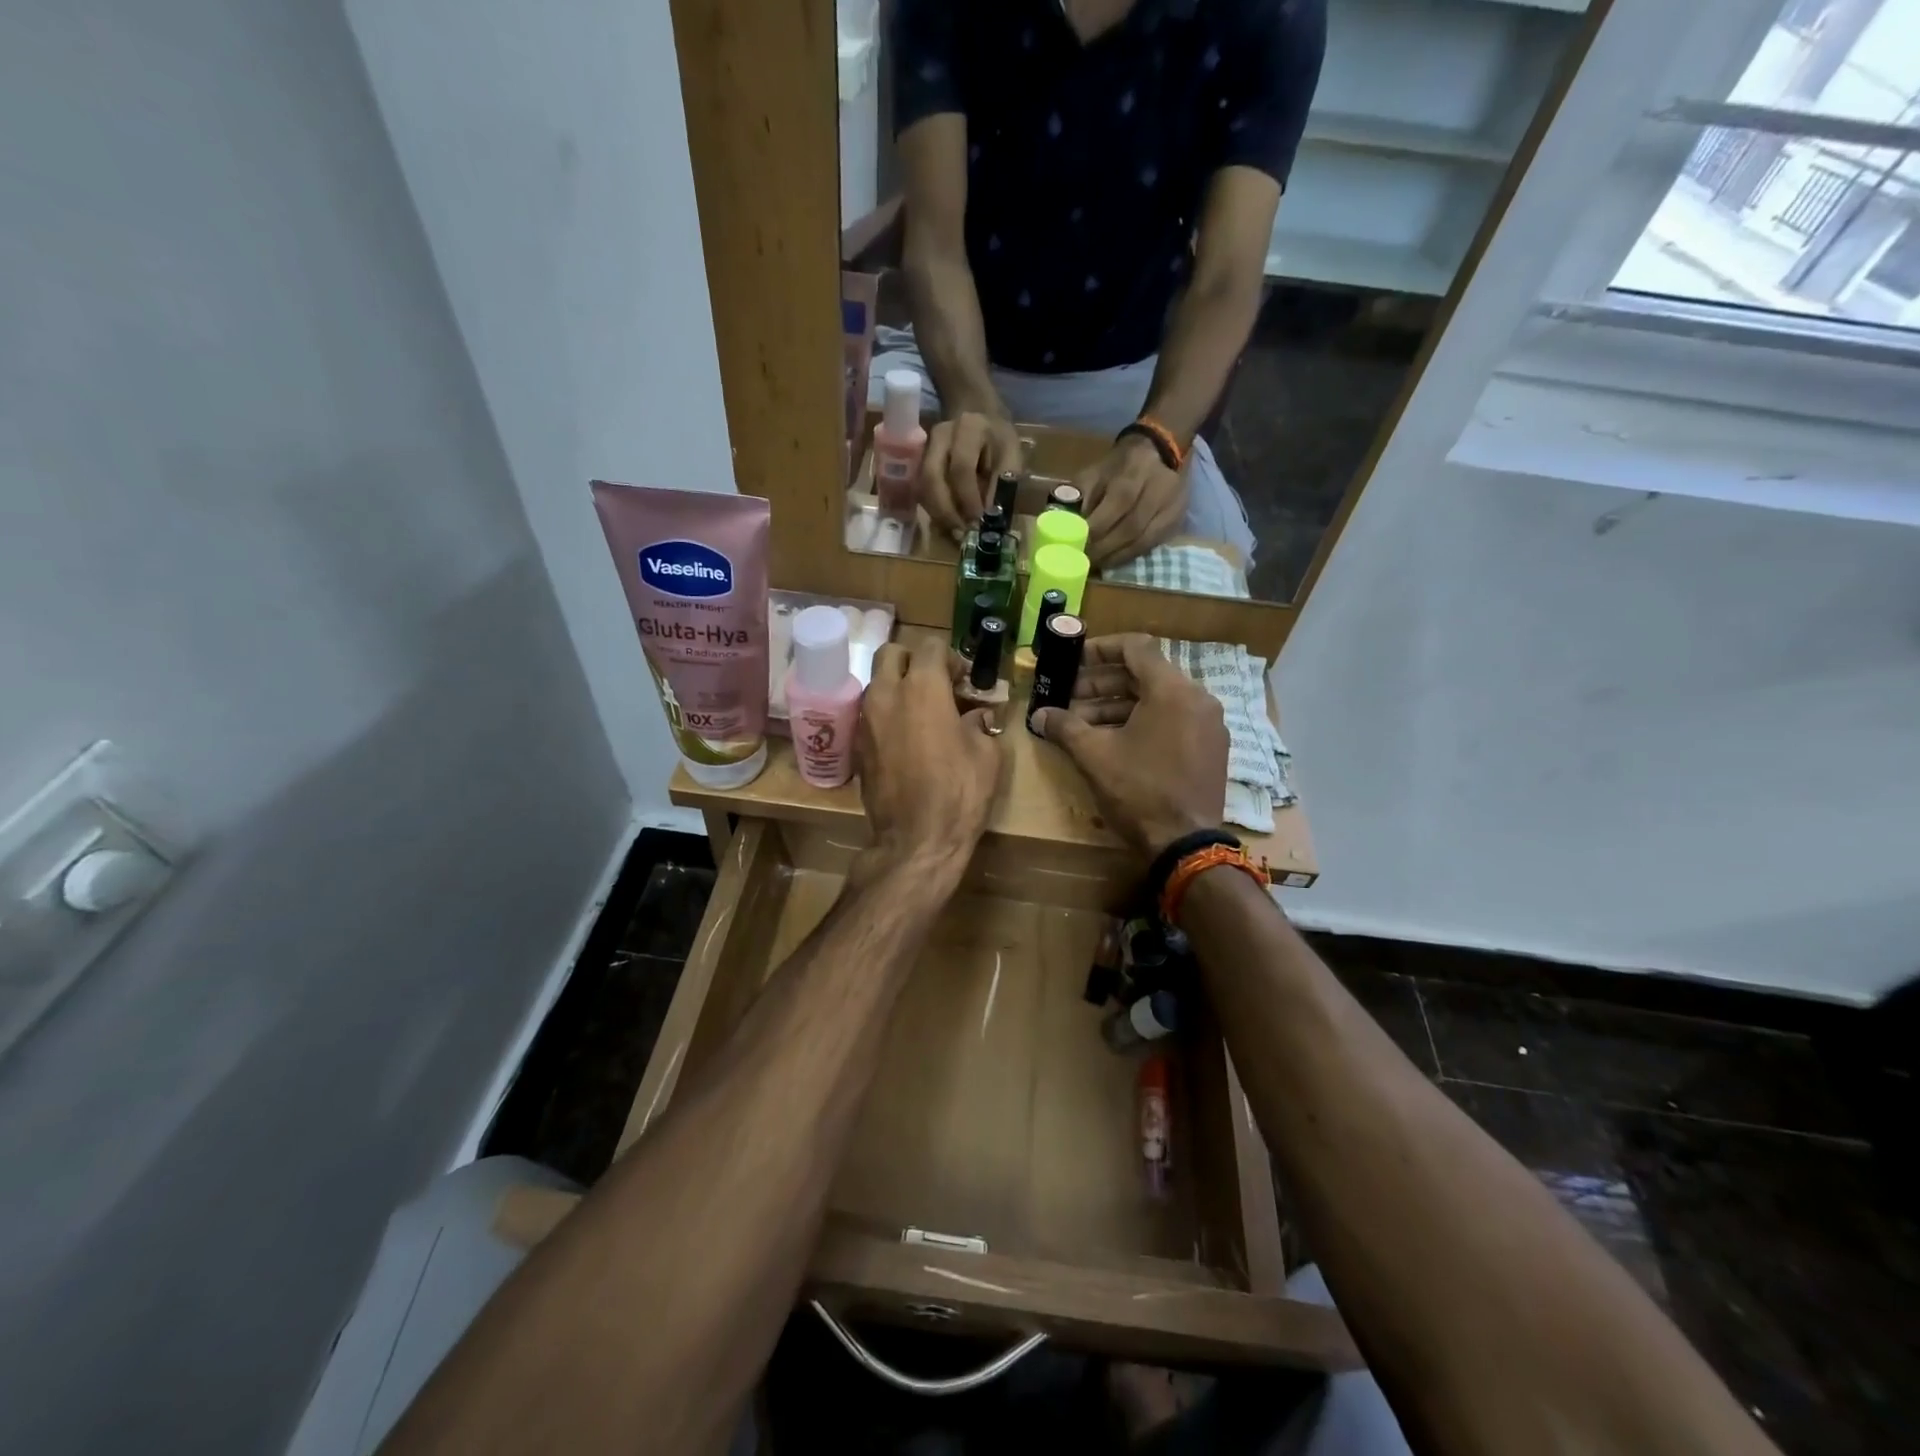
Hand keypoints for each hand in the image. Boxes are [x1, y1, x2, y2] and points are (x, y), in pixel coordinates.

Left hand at [858, 634, 1007, 873]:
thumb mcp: (986, 754)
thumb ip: (979, 723)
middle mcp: (886, 694)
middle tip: (936, 684)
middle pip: (891, 653)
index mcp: (922, 687)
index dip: (951, 658)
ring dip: (897, 687)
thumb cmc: (960, 792)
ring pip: (876, 683)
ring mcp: (865, 720)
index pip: (931, 646)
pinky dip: (887, 715)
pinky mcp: (856, 746)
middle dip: (913, 661)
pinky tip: (907, 739)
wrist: (916, 840)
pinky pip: (870, 714)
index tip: (964, 680)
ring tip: (922, 713)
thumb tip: (974, 716)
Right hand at [921, 410, 1022, 537]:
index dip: (968, 499)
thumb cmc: (999, 440)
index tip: (977, 522)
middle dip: (946, 511)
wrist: (979, 415)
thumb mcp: (1011, 456)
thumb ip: (1002, 483)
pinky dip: (933, 509)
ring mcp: (925, 448)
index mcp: (968, 428)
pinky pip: (921, 490)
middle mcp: (940, 435)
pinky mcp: (919, 461)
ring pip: (922, 486)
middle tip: (961, 534)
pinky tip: (948, 522)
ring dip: (938, 514)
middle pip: (932, 477)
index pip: (961, 467)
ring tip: (955, 532)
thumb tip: (989, 517)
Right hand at [1029, 634, 1224, 855]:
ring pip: (1157, 700)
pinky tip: (1112, 742)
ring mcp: (1208, 724)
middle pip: (1144, 674)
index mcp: (1172, 690)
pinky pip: (1172, 720)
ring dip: (1117, 706)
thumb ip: (1065, 727)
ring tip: (1082, 723)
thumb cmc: (1139, 791)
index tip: (1073, 660)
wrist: (1185, 844)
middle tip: (1068, 697)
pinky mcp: (1210, 748)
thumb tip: (1039, 715)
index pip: (1136, 647)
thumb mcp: (1094, 755)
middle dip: (1101, 684)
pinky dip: (1141, 722)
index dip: (1100, 649)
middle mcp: (1197, 698)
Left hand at [1075, 435, 1187, 568]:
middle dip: (1104, 548)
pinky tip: (1114, 560)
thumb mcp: (1095, 472)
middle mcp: (1157, 489)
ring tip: (1097, 564)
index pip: (1117, 504)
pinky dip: (1130, 556)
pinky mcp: (1177, 520)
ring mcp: (1171, 506)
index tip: (1076, 545)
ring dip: (1116, 557)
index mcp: (1133, 472)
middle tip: (1084, 561)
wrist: (1159, 450)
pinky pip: (1152, 545)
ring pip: (1143, 540)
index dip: (1096, 528)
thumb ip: (1080, 496)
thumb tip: (1063, 526)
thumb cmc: (1118, 466)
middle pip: (1131, 527)